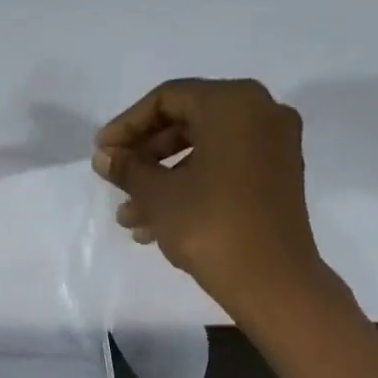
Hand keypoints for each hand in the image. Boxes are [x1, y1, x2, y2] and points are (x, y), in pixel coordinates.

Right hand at [93, 77, 333, 319]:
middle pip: (188, 123)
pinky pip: (223, 172)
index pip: (168, 98)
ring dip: (161, 181)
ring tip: (128, 218)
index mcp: (233, 103)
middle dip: (145, 157)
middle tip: (114, 182)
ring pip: (203, 153)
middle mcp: (261, 114)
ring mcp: (273, 148)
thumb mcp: (158, 195)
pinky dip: (189, 189)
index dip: (127, 125)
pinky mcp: (275, 180)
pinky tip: (155, 226)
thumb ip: (128, 168)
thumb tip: (105, 156)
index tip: (102, 153)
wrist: (270, 278)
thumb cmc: (209, 224)